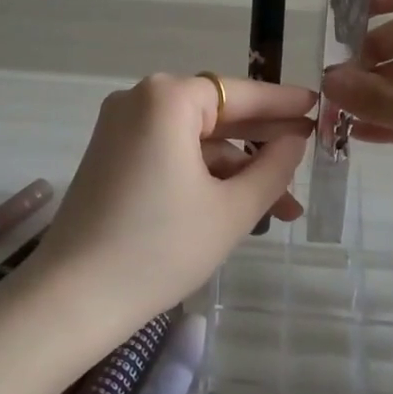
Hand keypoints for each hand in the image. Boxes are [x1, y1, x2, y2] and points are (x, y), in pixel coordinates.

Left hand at [34, 74, 316, 332]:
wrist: (73, 299)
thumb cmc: (160, 248)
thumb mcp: (231, 210)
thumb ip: (273, 169)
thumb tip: (295, 141)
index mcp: (167, 99)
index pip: (239, 94)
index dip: (283, 103)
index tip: (319, 106)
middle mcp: (138, 100)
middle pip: (216, 115)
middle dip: (263, 143)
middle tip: (309, 156)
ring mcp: (119, 129)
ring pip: (194, 141)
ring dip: (236, 169)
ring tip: (284, 207)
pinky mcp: (111, 158)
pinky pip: (170, 154)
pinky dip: (203, 176)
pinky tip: (239, 205)